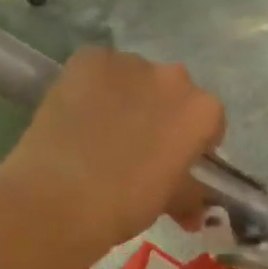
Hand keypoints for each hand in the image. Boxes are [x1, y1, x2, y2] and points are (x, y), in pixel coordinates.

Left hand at [0, 47, 225, 253]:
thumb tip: (195, 210)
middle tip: (136, 146)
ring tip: (99, 130)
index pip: (209, 121)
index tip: (174, 160)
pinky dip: (91, 86)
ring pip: (134, 77)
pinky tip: (76, 114)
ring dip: (126, 96)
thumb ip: (189, 195)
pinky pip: (98, 69)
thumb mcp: (168, 202)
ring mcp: (130, 63)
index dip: (192, 142)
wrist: (58, 199)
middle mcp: (174, 77)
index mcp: (203, 111)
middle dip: (160, 112)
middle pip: (172, 92)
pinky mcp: (88, 58)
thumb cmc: (124, 205)